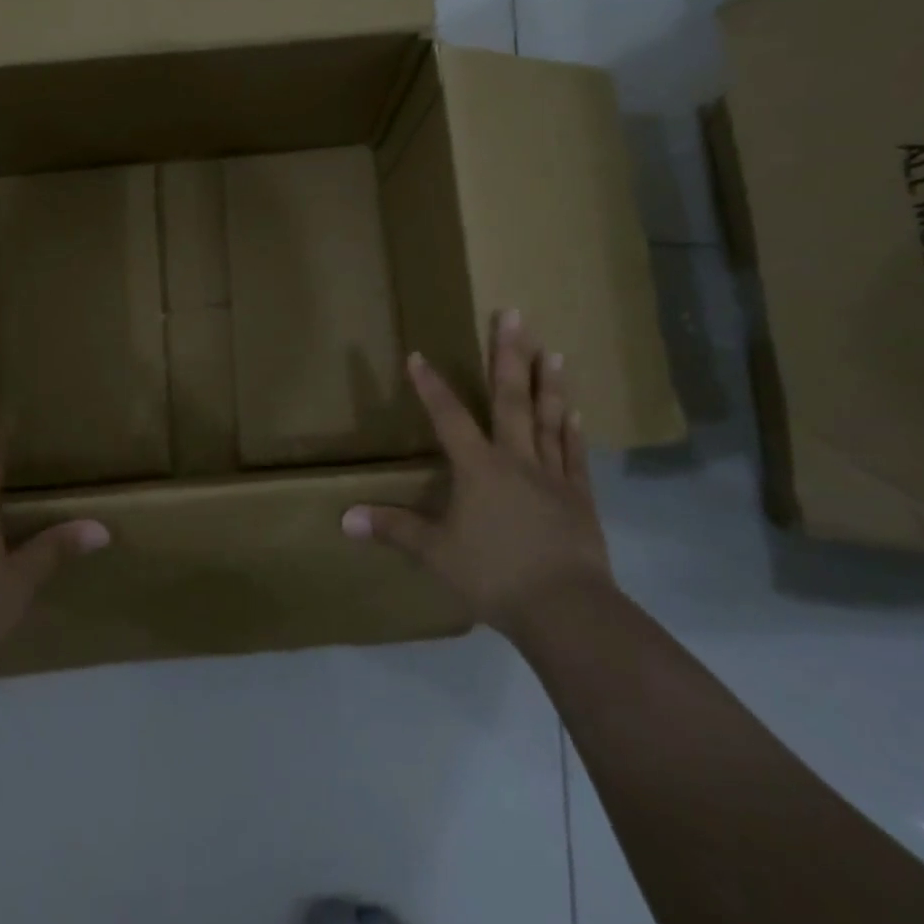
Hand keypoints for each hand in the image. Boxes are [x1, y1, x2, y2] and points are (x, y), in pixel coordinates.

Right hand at [341, 310, 612, 637]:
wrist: (566, 609)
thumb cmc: (493, 575)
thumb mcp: (434, 553)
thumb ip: (392, 529)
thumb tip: (344, 518)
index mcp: (478, 468)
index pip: (448, 416)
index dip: (431, 386)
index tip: (419, 355)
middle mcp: (515, 459)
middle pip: (510, 399)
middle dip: (508, 355)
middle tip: (514, 314)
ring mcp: (552, 475)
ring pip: (548, 418)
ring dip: (548, 383)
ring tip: (552, 349)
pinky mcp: (579, 497)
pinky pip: (574, 454)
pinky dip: (573, 431)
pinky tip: (575, 410)